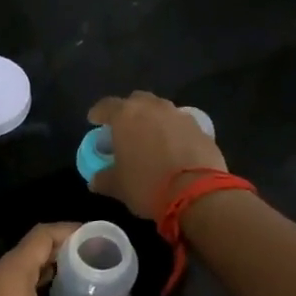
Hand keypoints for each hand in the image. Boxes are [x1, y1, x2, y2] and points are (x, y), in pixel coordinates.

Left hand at [0, 223, 143, 295]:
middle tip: (94, 256)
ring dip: (47, 267)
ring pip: (18, 267)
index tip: (96, 238)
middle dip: (62, 249)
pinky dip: (33, 282)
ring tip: (81, 274)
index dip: (70, 231)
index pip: (41, 236)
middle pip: (29, 249)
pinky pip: (9, 284)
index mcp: (9, 276)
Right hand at [85, 91, 227, 218]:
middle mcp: (153, 108)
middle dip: (129, 112)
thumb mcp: (118, 186)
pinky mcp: (201, 129)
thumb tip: (96, 179)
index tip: (94, 121)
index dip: (98, 113)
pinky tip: (173, 150)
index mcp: (126, 116)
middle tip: (125, 129)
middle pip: (137, 101)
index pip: (106, 105)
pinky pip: (181, 126)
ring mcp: (180, 116)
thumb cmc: (147, 185)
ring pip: (161, 111)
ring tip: (150, 140)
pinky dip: (174, 134)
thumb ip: (103, 178)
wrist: (197, 193)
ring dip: (154, 121)